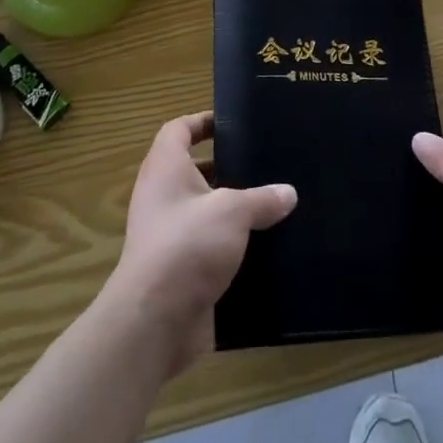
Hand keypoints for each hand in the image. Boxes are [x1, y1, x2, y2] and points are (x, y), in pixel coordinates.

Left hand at [106, 112, 296, 376]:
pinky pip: (209, 246)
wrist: (154, 322)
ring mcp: (168, 235)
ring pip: (204, 210)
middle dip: (227, 166)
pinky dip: (232, 244)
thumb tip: (288, 193)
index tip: (234, 122)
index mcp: (166, 169)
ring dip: (233, 208)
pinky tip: (266, 245)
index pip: (179, 129)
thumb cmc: (187, 245)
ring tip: (273, 202)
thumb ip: (262, 199)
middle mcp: (162, 197)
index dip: (203, 121)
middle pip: (194, 170)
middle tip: (264, 162)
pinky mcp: (180, 269)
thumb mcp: (232, 212)